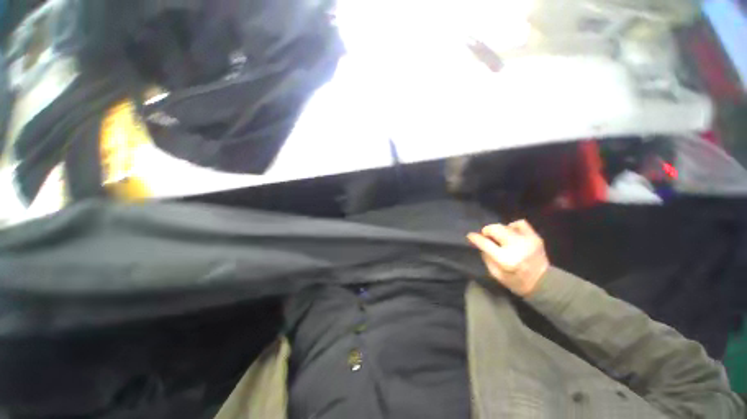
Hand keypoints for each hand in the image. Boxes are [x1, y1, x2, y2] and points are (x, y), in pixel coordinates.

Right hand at [467, 220, 548, 296]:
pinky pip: (520, 223)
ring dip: (499, 230)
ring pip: (505, 225)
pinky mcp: (535, 237)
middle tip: (487, 237)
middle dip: (487, 231)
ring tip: (500, 237)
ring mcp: (527, 240)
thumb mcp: (496, 274)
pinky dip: (512, 226)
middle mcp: (516, 247)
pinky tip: (511, 233)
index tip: (470, 235)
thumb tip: (480, 244)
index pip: (485, 243)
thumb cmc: (516, 281)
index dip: (475, 237)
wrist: (544, 283)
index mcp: (505, 259)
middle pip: (495, 229)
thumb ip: (486, 257)